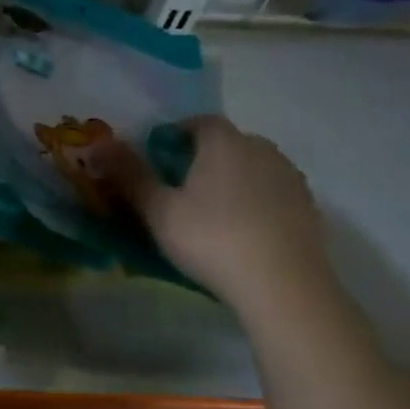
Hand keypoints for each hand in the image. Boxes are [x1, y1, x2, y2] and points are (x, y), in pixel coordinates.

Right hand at [120, 116, 327, 308]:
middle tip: (179, 189)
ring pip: (252, 168)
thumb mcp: (158, 210)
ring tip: (210, 213)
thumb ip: (129, 175)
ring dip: (231, 180)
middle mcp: (262, 150)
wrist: (284, 286)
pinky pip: (272, 194)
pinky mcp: (309, 209)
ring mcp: (291, 179)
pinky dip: (255, 203)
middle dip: (203, 158)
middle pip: (227, 143)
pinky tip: (242, 232)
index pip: (198, 122)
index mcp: (224, 142)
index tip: (157, 160)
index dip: (175, 136)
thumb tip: (99, 144)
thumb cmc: (211, 239)